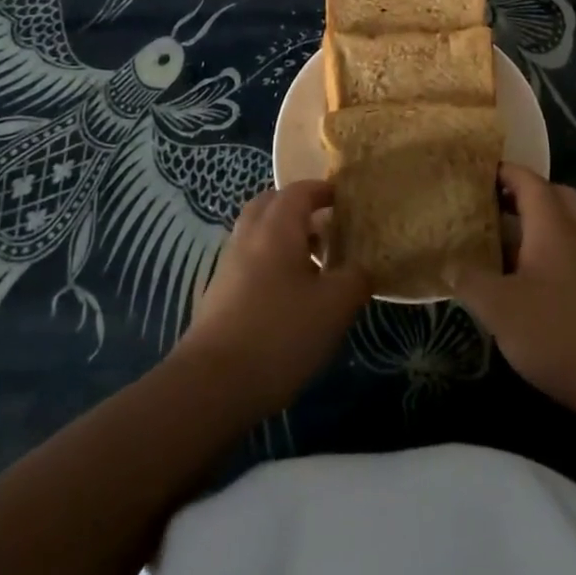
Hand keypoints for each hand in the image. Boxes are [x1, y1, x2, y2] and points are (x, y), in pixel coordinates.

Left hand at [172, 180, 370, 418]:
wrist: (211, 384)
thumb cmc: (280, 333)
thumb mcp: (334, 306)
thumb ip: (355, 279)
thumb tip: (363, 267)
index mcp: (277, 226)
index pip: (300, 190)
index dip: (324, 190)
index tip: (345, 200)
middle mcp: (249, 236)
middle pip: (271, 205)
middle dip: (299, 209)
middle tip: (326, 227)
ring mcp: (229, 265)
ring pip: (258, 234)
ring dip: (284, 238)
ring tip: (313, 264)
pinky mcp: (219, 295)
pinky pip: (250, 261)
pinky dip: (270, 264)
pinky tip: (289, 296)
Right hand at [452, 164, 575, 414]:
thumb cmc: (555, 331)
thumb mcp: (499, 307)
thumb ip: (469, 280)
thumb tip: (448, 263)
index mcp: (552, 223)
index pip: (527, 180)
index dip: (502, 172)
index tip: (476, 174)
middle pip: (553, 194)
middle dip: (524, 194)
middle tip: (493, 205)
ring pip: (567, 222)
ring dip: (539, 223)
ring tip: (505, 241)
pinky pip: (574, 248)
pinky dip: (553, 248)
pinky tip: (530, 277)